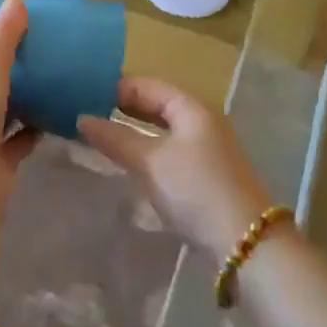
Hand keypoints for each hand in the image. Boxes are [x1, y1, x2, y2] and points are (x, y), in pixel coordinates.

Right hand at [80, 78, 274, 261]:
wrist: (244, 242)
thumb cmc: (195, 189)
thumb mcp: (151, 161)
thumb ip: (116, 138)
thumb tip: (82, 119)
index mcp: (191, 107)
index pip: (147, 84)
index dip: (116, 87)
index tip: (82, 95)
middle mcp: (201, 120)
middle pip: (156, 104)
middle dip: (123, 108)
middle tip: (86, 115)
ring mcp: (206, 147)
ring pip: (162, 129)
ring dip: (133, 130)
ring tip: (100, 136)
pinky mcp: (205, 173)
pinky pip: (169, 149)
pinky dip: (147, 149)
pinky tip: (128, 161)